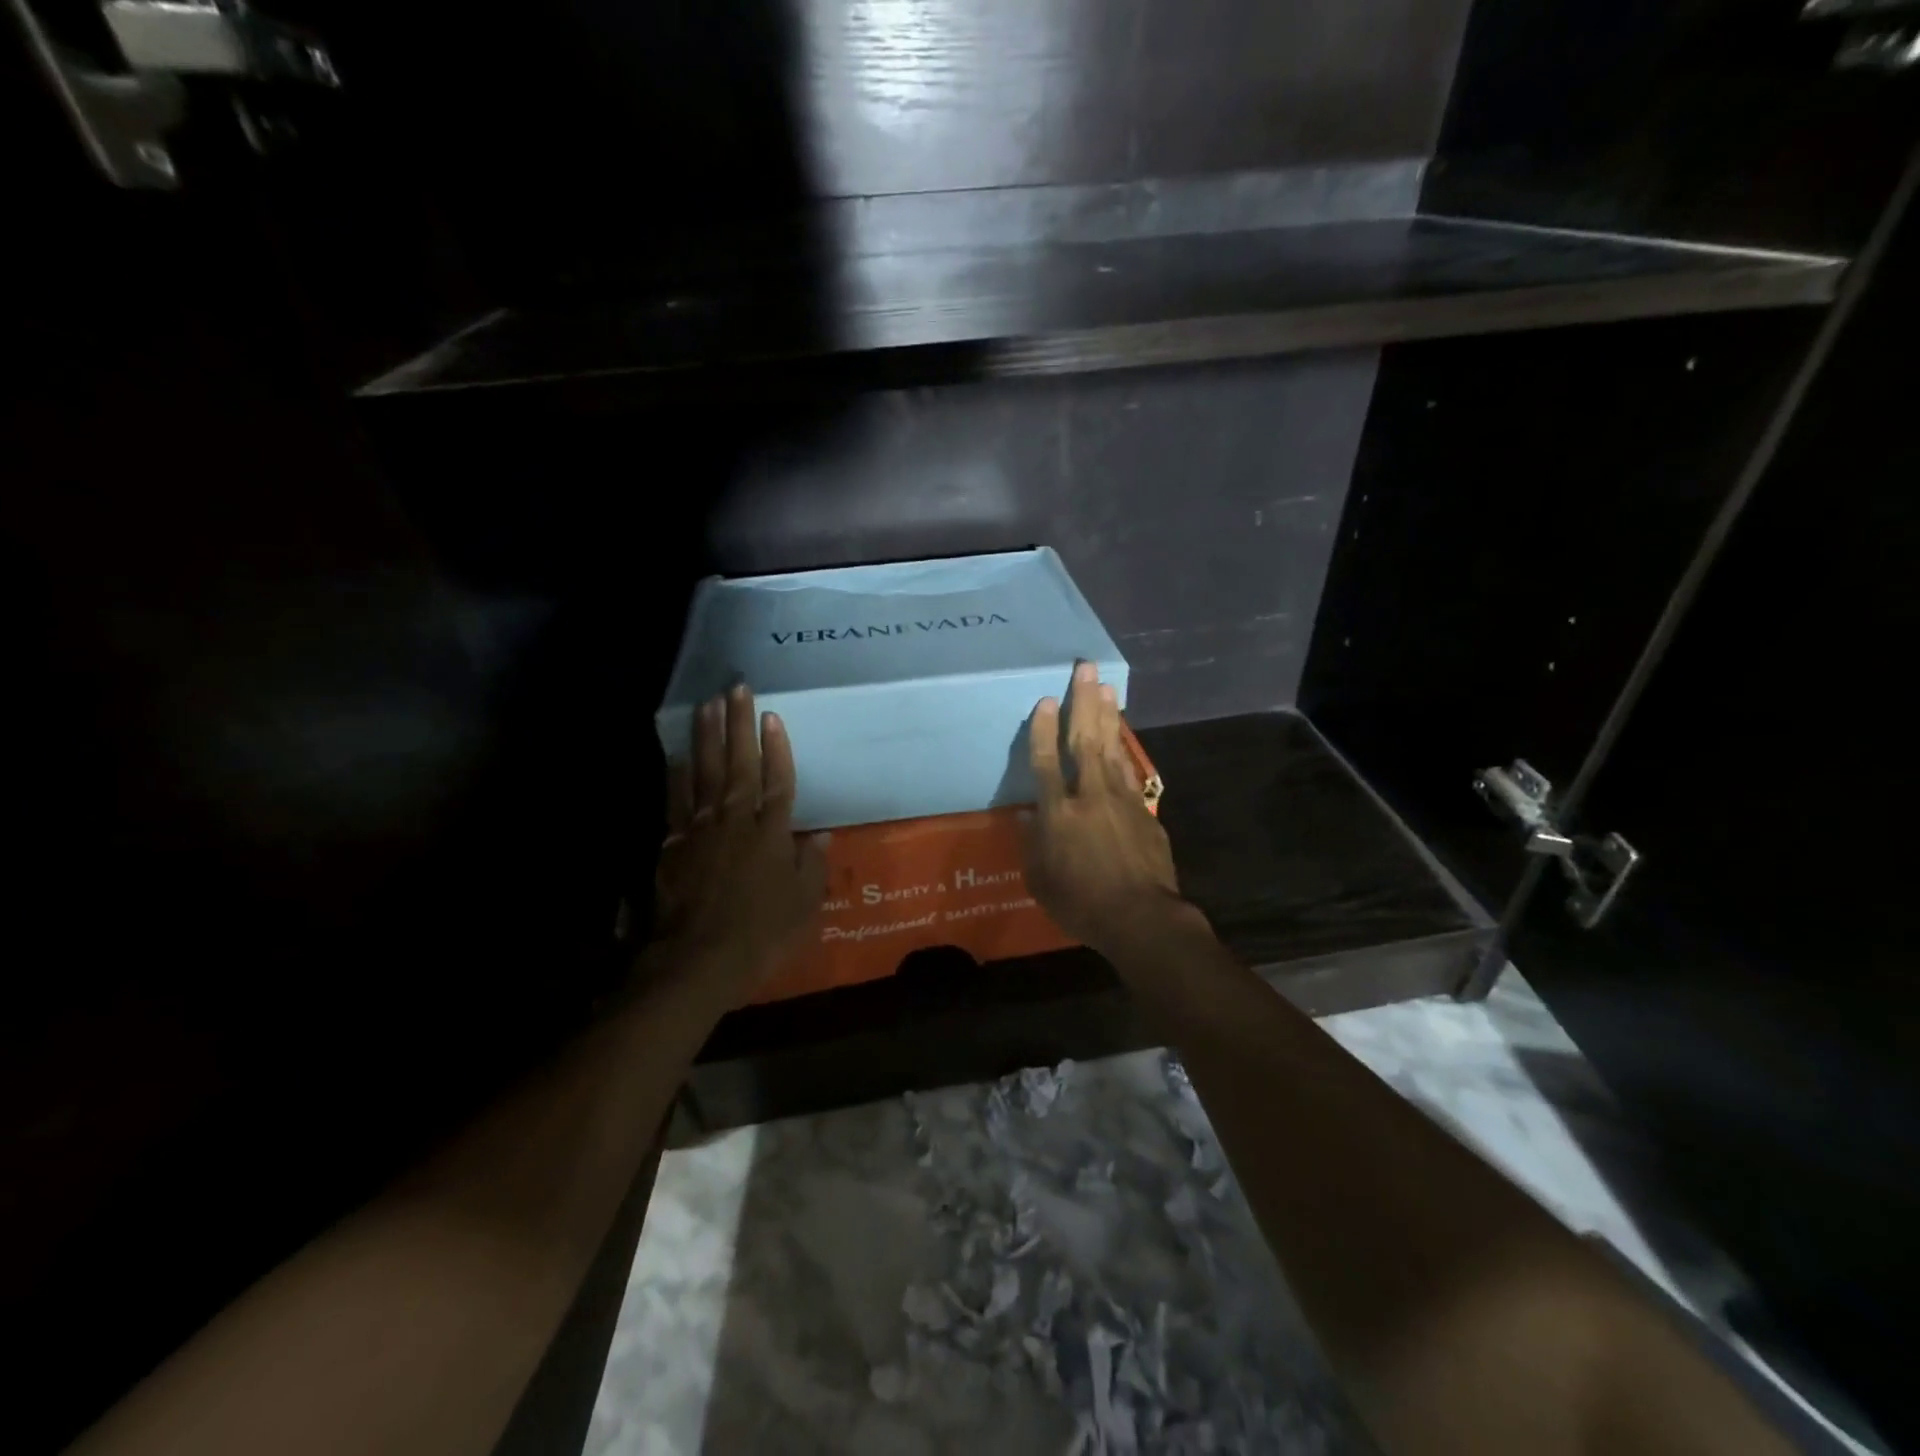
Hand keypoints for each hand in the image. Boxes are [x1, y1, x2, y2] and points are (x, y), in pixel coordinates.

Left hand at [652, 684, 827, 998]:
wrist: (696, 962)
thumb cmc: (761, 937)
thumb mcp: (803, 906)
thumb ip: (811, 866)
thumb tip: (820, 835)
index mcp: (772, 835)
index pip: (778, 782)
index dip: (777, 749)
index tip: (772, 716)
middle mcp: (736, 822)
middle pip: (739, 766)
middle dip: (739, 725)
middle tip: (736, 688)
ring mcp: (700, 831)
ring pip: (705, 774)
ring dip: (707, 738)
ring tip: (707, 705)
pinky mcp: (672, 845)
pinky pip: (676, 801)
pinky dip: (678, 776)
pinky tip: (678, 755)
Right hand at [1020, 662, 1199, 960]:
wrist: (1141, 918)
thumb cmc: (1081, 904)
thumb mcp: (1040, 881)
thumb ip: (1032, 844)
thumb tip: (1028, 815)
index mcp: (1058, 814)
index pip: (1046, 762)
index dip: (1043, 729)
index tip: (1046, 699)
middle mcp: (1089, 796)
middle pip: (1084, 741)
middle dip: (1083, 702)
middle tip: (1085, 668)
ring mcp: (1121, 800)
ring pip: (1111, 748)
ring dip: (1107, 715)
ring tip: (1106, 687)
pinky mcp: (1144, 810)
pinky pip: (1129, 770)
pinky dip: (1124, 748)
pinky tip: (1121, 733)